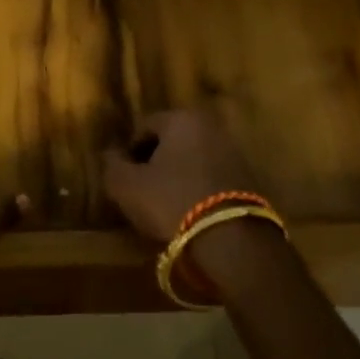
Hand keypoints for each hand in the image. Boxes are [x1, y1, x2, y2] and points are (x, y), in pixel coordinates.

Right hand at [102, 109, 285, 287]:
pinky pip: (211, 177)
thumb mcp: (126, 186)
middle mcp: (212, 127)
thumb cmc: (171, 201)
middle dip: (155, 162)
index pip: (145, 127)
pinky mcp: (249, 179)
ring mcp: (235, 152)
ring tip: (164, 205)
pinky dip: (197, 189)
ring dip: (177, 176)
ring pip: (193, 160)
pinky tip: (189, 212)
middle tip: (141, 190)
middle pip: (172, 141)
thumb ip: (112, 165)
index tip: (123, 177)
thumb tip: (110, 154)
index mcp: (182, 119)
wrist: (232, 240)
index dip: (129, 152)